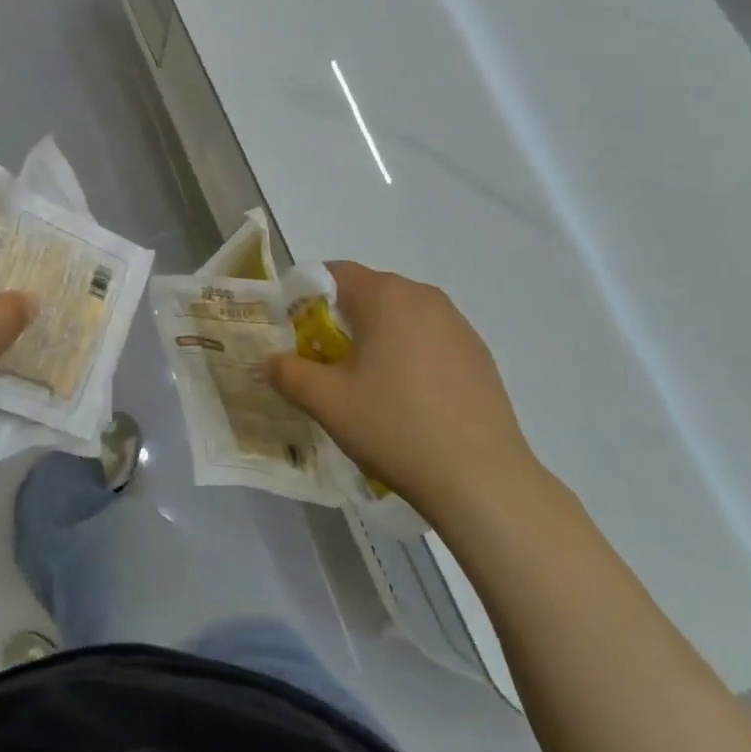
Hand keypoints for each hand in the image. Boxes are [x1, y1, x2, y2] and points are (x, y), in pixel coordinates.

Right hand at [268, 262, 537, 512]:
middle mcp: (424, 296)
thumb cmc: (394, 427)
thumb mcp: (327, 402)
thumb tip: (268, 361)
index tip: (296, 332)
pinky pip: (429, 338)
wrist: (481, 478)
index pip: (334, 273)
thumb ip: (288, 373)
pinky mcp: (478, 353)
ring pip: (401, 316)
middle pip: (369, 293)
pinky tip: (408, 398)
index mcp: (385, 296)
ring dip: (376, 337)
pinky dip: (408, 354)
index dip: (307, 296)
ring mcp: (457, 324)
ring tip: (367, 383)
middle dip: (341, 319)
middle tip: (324, 362)